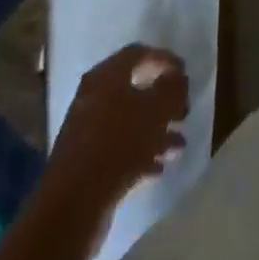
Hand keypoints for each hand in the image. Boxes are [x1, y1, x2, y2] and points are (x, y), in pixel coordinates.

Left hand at [49, 44, 188, 205]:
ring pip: (129, 121)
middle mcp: (93, 98)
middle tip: (184, 111)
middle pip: (134, 88)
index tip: (185, 74)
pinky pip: (120, 148)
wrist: (73, 206)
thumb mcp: (156, 109)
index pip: (139, 53)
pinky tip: (160, 166)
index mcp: (106, 76)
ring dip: (156, 129)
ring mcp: (88, 131)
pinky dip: (141, 152)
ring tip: (179, 144)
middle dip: (163, 99)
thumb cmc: (119, 144)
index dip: (165, 59)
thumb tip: (177, 78)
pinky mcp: (86, 162)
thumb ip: (172, 88)